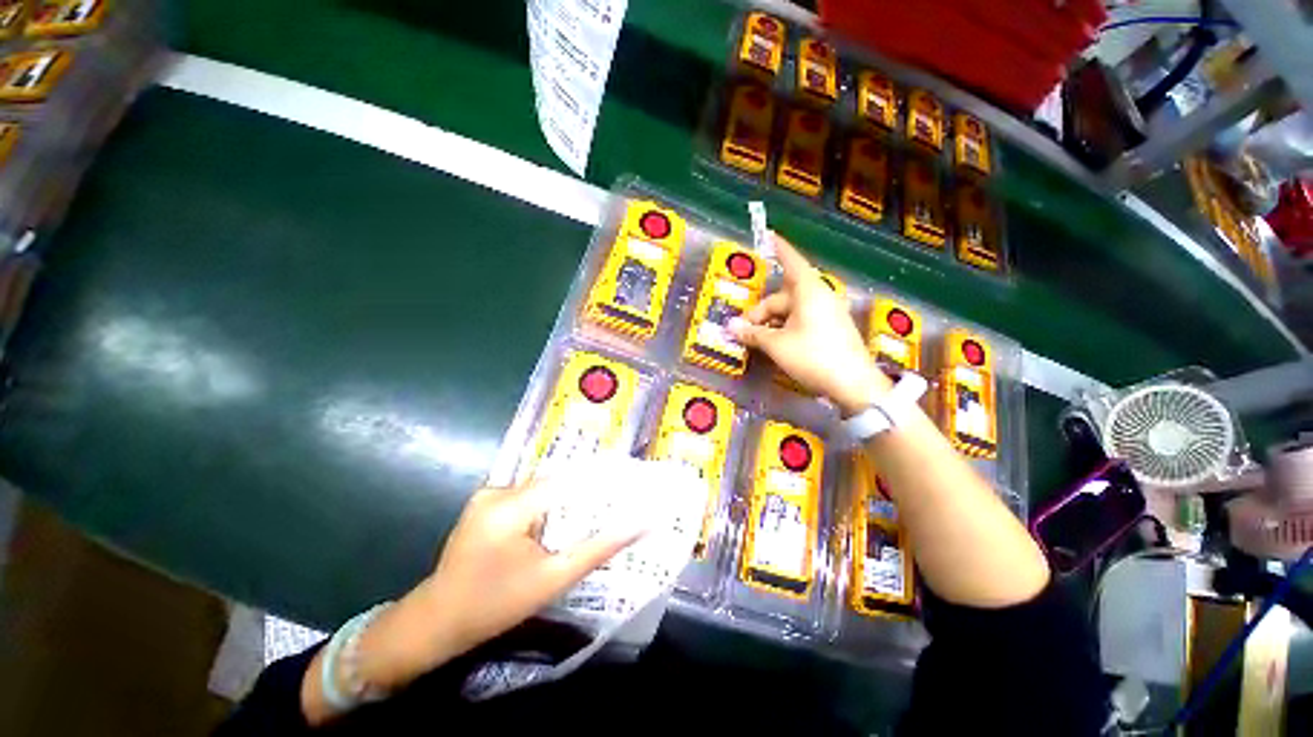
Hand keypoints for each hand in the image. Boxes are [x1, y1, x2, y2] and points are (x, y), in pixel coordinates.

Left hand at [336, 484, 640, 692]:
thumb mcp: (553, 580)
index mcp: (510, 507)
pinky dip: (547, 505)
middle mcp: (497, 491)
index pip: (568, 480)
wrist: (435, 623)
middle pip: (555, 482)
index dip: (600, 480)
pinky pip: (527, 496)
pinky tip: (558, 522)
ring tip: (594, 510)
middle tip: (617, 500)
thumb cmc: (495, 606)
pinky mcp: (484, 503)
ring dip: (566, 499)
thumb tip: (639, 524)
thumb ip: (598, 549)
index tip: (630, 484)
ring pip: (541, 488)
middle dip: (585, 492)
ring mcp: (487, 495)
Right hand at [729, 233, 889, 414]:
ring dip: (771, 323)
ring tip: (756, 340)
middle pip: (783, 296)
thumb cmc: (813, 356)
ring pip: (791, 311)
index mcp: (808, 291)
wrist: (854, 384)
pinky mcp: (831, 329)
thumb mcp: (777, 345)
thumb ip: (753, 334)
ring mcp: (827, 313)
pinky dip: (785, 327)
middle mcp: (820, 297)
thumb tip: (730, 327)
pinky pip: (802, 320)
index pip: (791, 261)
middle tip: (743, 330)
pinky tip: (775, 344)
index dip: (779, 248)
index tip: (769, 234)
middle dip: (760, 311)